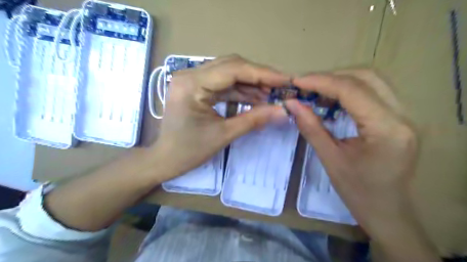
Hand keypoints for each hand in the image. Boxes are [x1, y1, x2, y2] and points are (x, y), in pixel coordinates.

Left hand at [154, 55, 290, 179]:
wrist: (165, 159)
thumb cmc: (189, 151)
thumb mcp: (223, 135)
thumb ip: (254, 119)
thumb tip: (282, 111)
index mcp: (192, 84)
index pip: (233, 70)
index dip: (263, 74)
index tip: (286, 79)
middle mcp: (190, 74)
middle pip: (232, 66)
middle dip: (258, 76)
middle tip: (281, 86)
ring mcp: (192, 79)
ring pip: (228, 72)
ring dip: (251, 83)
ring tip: (271, 94)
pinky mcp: (196, 87)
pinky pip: (222, 83)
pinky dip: (240, 90)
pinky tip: (256, 97)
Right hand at [285, 69, 442, 261]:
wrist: (386, 211)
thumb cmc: (357, 192)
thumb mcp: (330, 159)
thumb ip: (311, 127)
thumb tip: (292, 103)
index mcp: (386, 129)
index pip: (352, 90)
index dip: (321, 81)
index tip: (297, 82)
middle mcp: (402, 116)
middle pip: (366, 78)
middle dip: (331, 78)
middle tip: (305, 86)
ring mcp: (404, 116)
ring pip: (371, 82)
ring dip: (340, 82)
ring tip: (315, 91)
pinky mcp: (398, 119)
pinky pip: (373, 94)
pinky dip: (349, 91)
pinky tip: (332, 100)